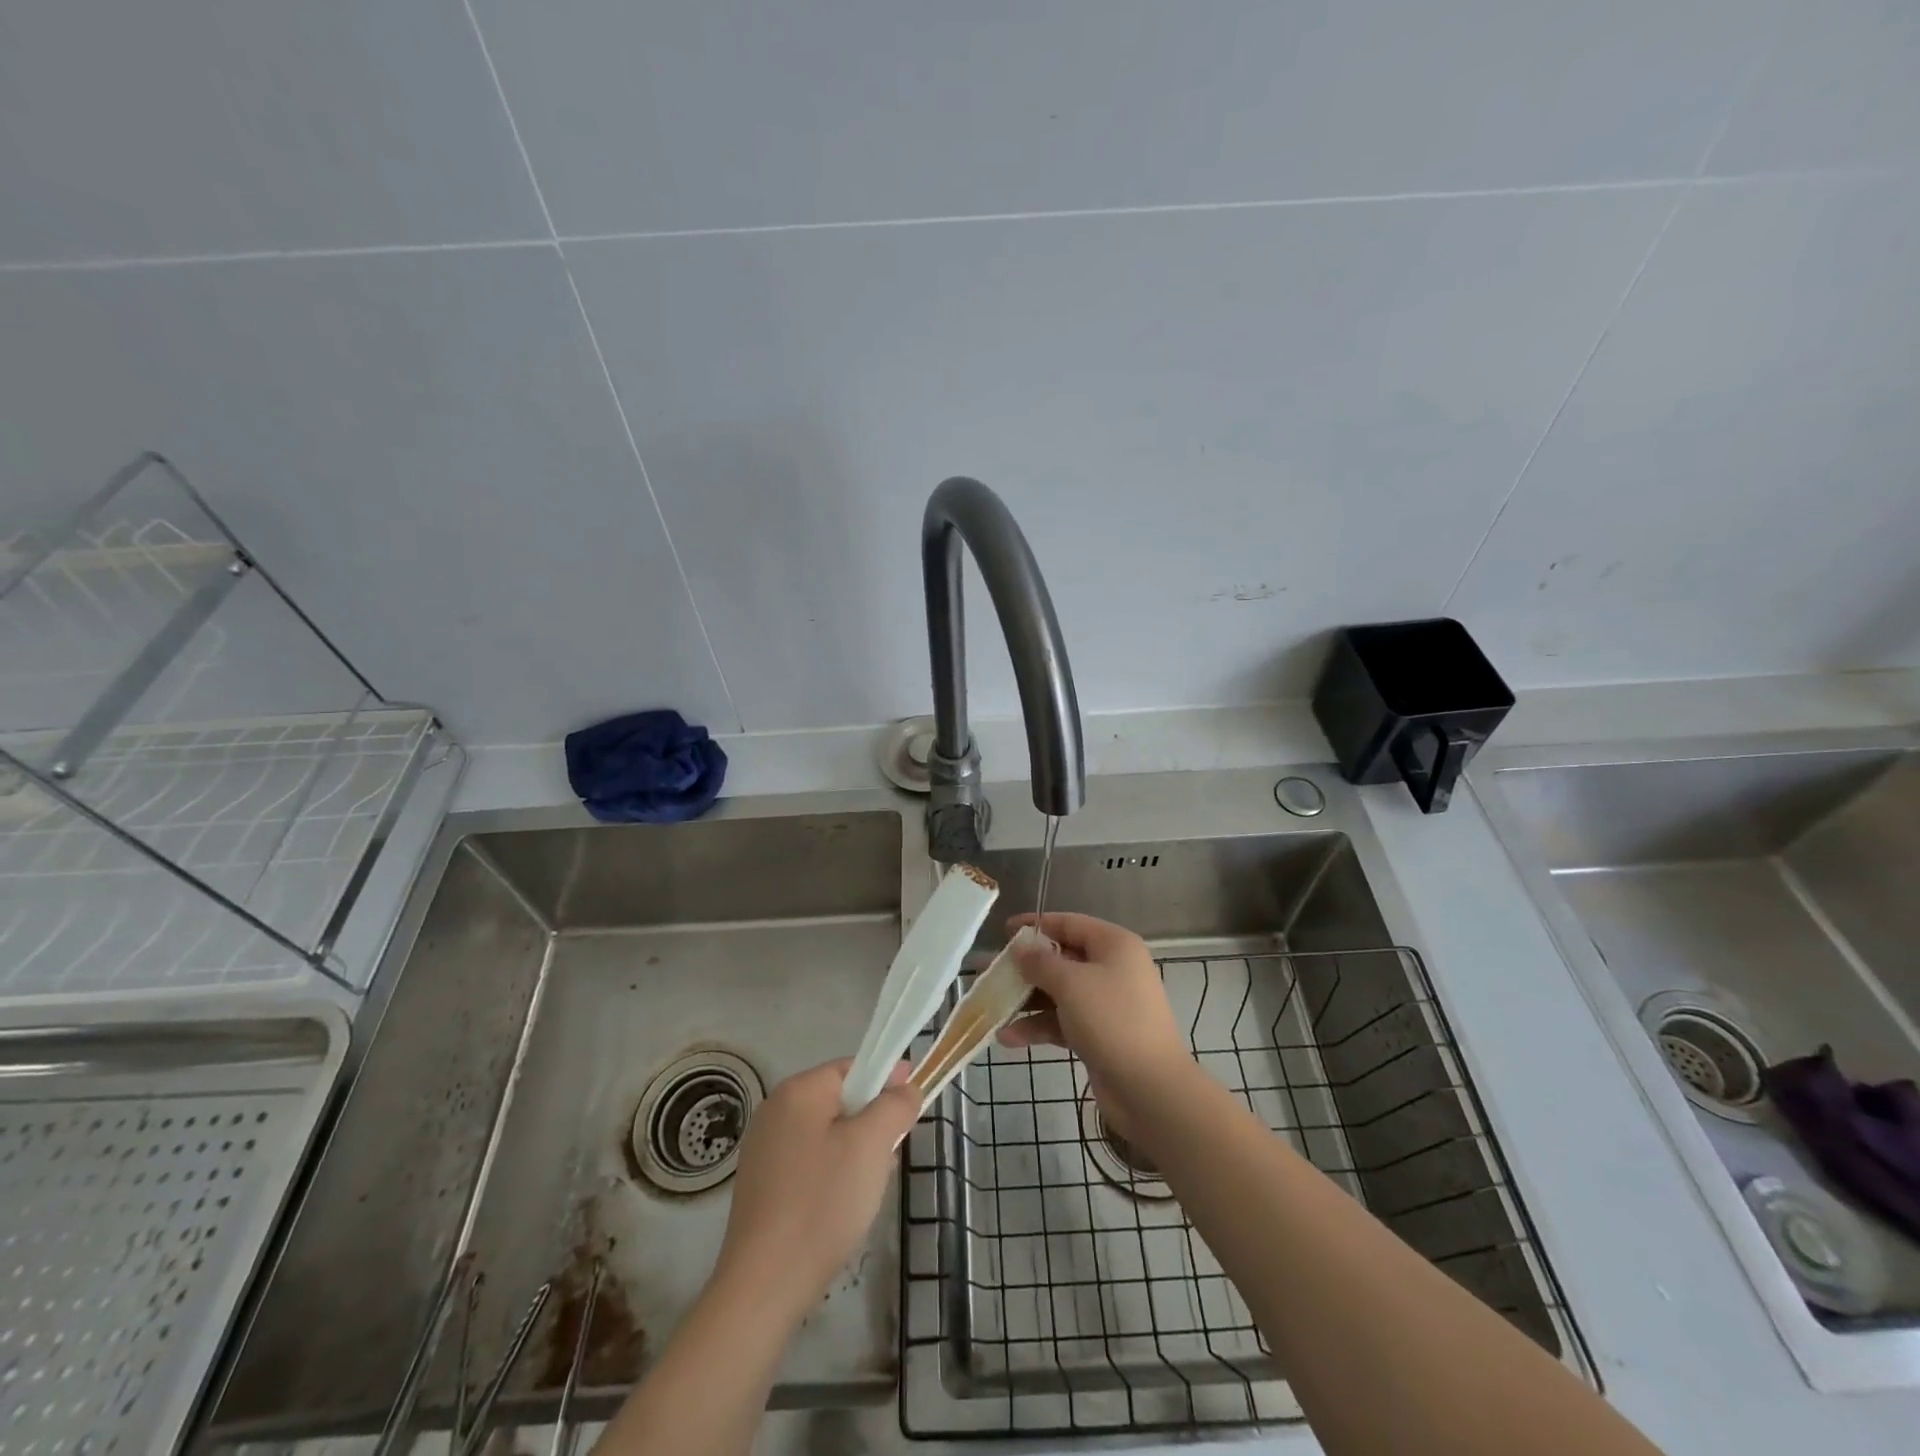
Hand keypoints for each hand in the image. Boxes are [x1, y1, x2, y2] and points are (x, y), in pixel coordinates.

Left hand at [713, 1057, 920, 1324]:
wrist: (765, 1284)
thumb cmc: (822, 1202)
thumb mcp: (871, 1146)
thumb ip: (895, 1106)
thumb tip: (906, 1087)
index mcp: (798, 1091)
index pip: (853, 1067)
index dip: (887, 1079)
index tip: (913, 1101)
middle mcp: (775, 1110)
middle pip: (839, 1100)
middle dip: (870, 1122)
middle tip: (890, 1156)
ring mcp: (763, 1148)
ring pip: (826, 1133)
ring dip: (854, 1151)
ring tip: (866, 1189)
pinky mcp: (761, 1184)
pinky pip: (809, 1161)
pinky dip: (831, 1173)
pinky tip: (839, 1207)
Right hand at [999, 911, 1195, 1134]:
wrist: (1150, 1090)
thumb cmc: (1112, 1021)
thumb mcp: (1071, 984)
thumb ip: (1040, 962)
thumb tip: (1021, 947)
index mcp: (1114, 945)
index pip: (1069, 924)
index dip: (1035, 925)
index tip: (1003, 931)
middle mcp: (1111, 968)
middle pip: (1060, 959)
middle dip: (1024, 968)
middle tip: (989, 972)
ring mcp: (1106, 1003)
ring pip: (1058, 993)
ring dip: (1026, 1000)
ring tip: (990, 1007)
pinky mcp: (1098, 1034)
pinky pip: (1062, 1021)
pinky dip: (1038, 1026)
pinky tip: (1008, 1038)